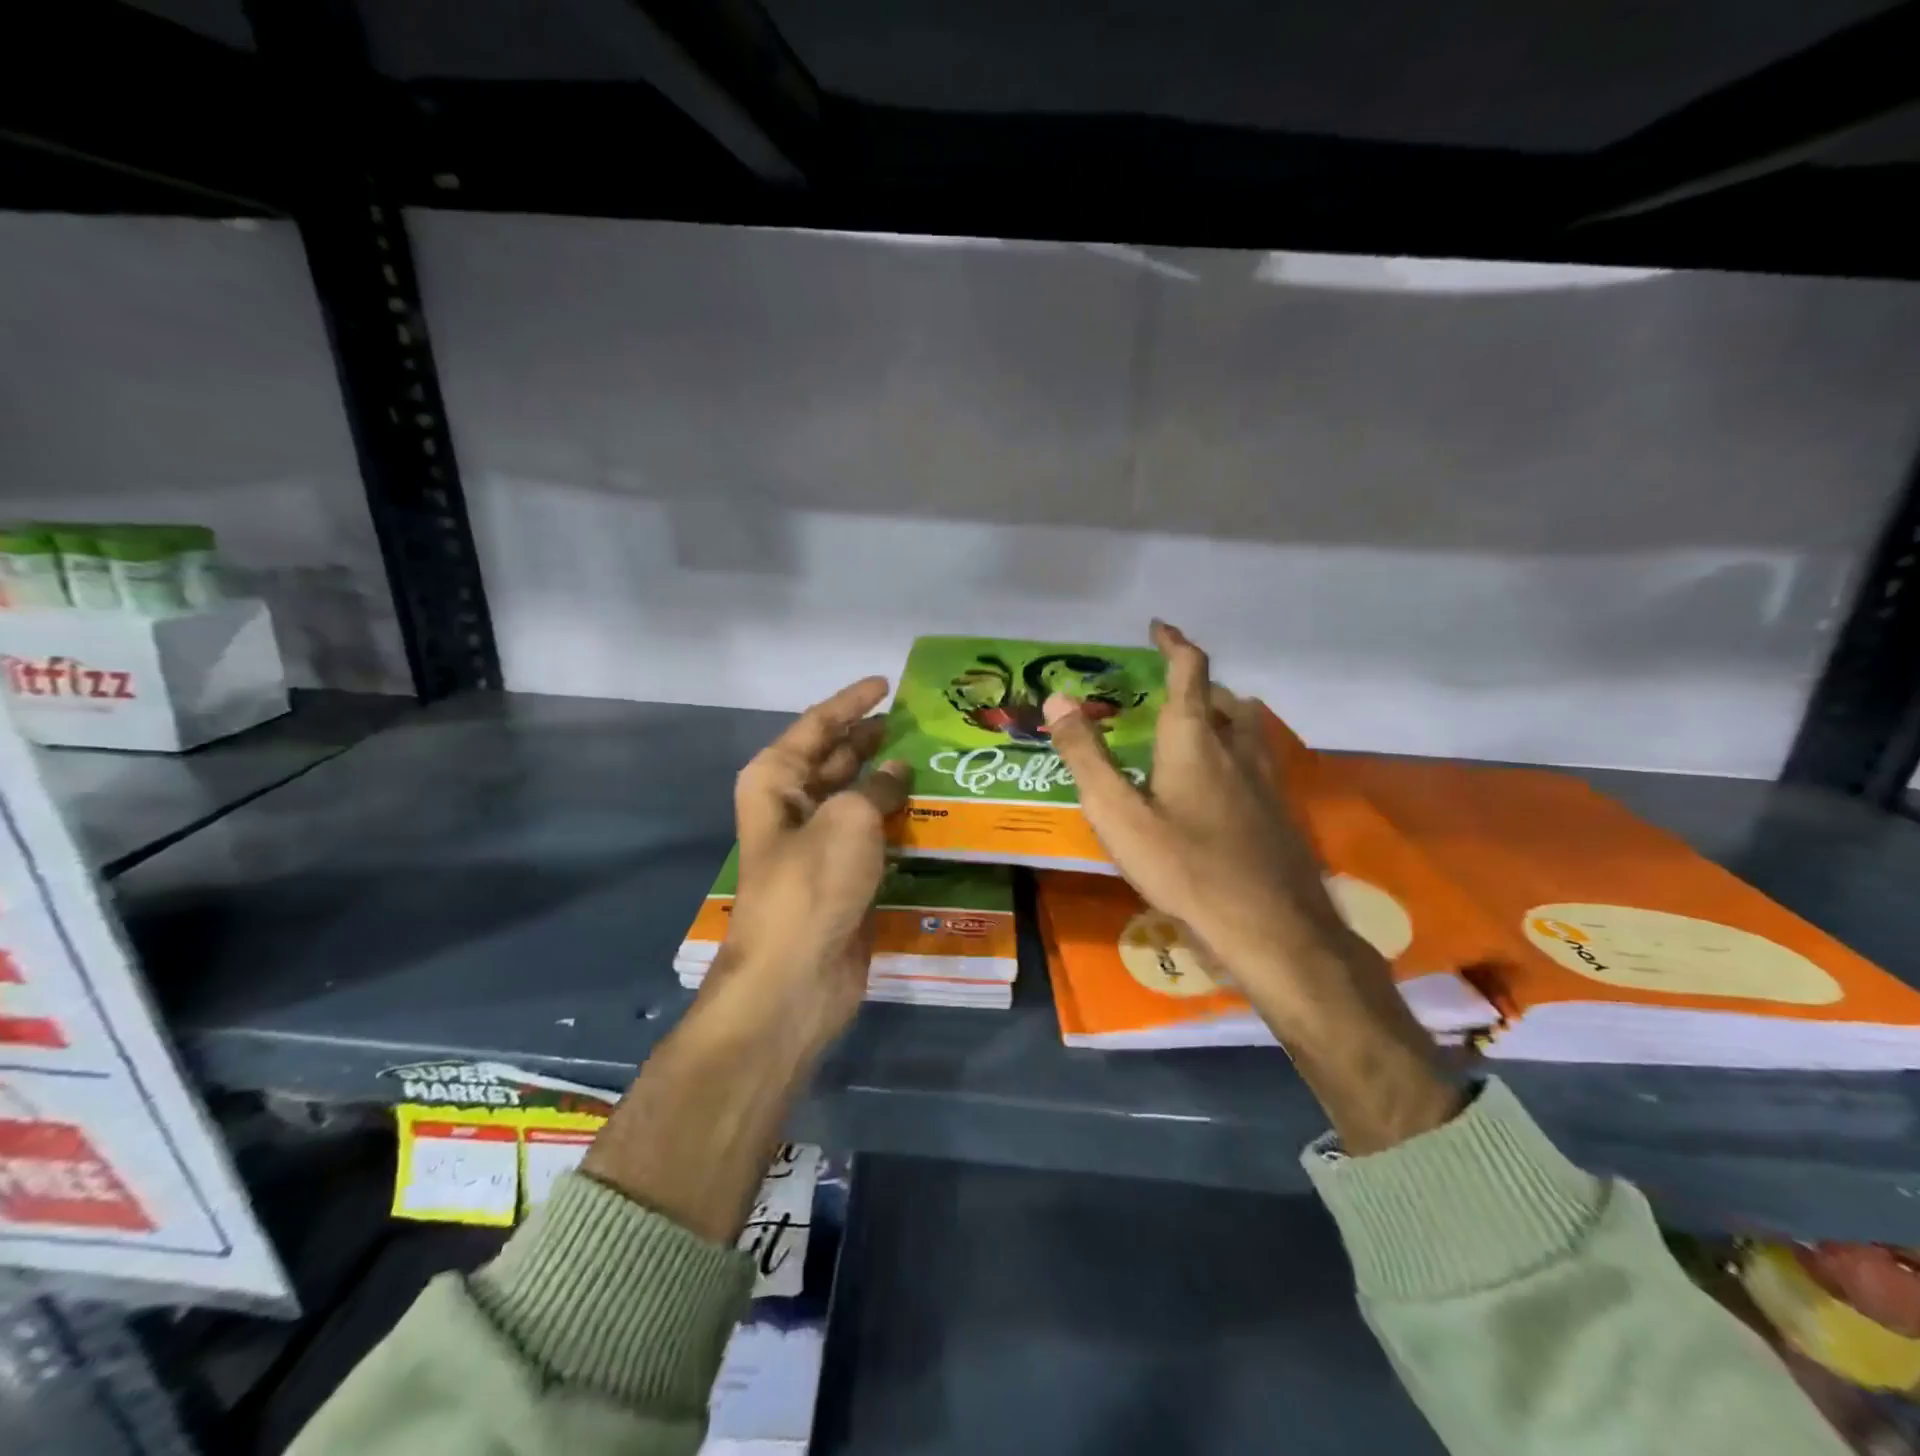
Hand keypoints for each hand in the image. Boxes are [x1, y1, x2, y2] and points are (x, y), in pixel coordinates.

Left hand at [580, 677, 907, 1241]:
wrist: (797, 978)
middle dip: (872, 737)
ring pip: (857, 795)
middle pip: (836, 757)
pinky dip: (896, 817)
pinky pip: (873, 832)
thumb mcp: (849, 820)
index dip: (852, 702)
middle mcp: (793, 805)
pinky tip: (931, 806)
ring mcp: (818, 842)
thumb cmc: (813, 885)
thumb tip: (898, 770)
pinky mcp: (842, 874)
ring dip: (889, 777)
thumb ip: (877, 786)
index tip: (886, 682)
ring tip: (933, 755)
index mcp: (777, 780)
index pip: (817, 725)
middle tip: (918, 719)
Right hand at [1042, 620, 1360, 1021]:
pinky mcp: (1279, 812)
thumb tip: (1057, 698)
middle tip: (1166, 694)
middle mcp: (1235, 747)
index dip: (1174, 643)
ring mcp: (1266, 780)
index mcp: (1194, 739)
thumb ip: (1086, 756)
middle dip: (1196, 686)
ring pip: (1246, 729)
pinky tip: (1220, 790)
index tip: (1159, 626)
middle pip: (1223, 698)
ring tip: (1194, 732)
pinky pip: (1257, 762)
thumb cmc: (1185, 868)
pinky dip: (1235, 754)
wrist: (1271, 929)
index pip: (1190, 670)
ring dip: (1221, 716)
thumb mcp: (1118, 814)